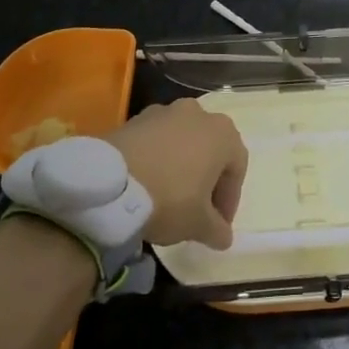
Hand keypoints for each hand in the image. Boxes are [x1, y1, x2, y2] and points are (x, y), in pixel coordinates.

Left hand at [107, 100, 247, 248]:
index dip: (228, 201)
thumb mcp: (199, 224)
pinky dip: (157, 159)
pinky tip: (147, 183)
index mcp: (223, 133)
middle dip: (206, 179)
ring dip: (181, 166)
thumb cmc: (170, 198)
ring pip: (182, 142)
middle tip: (196, 209)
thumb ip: (217, 230)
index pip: (236, 169)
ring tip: (169, 196)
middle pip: (210, 150)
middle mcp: (198, 113)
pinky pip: (156, 141)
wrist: (112, 183)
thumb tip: (224, 237)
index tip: (217, 226)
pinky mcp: (136, 118)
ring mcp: (164, 111)